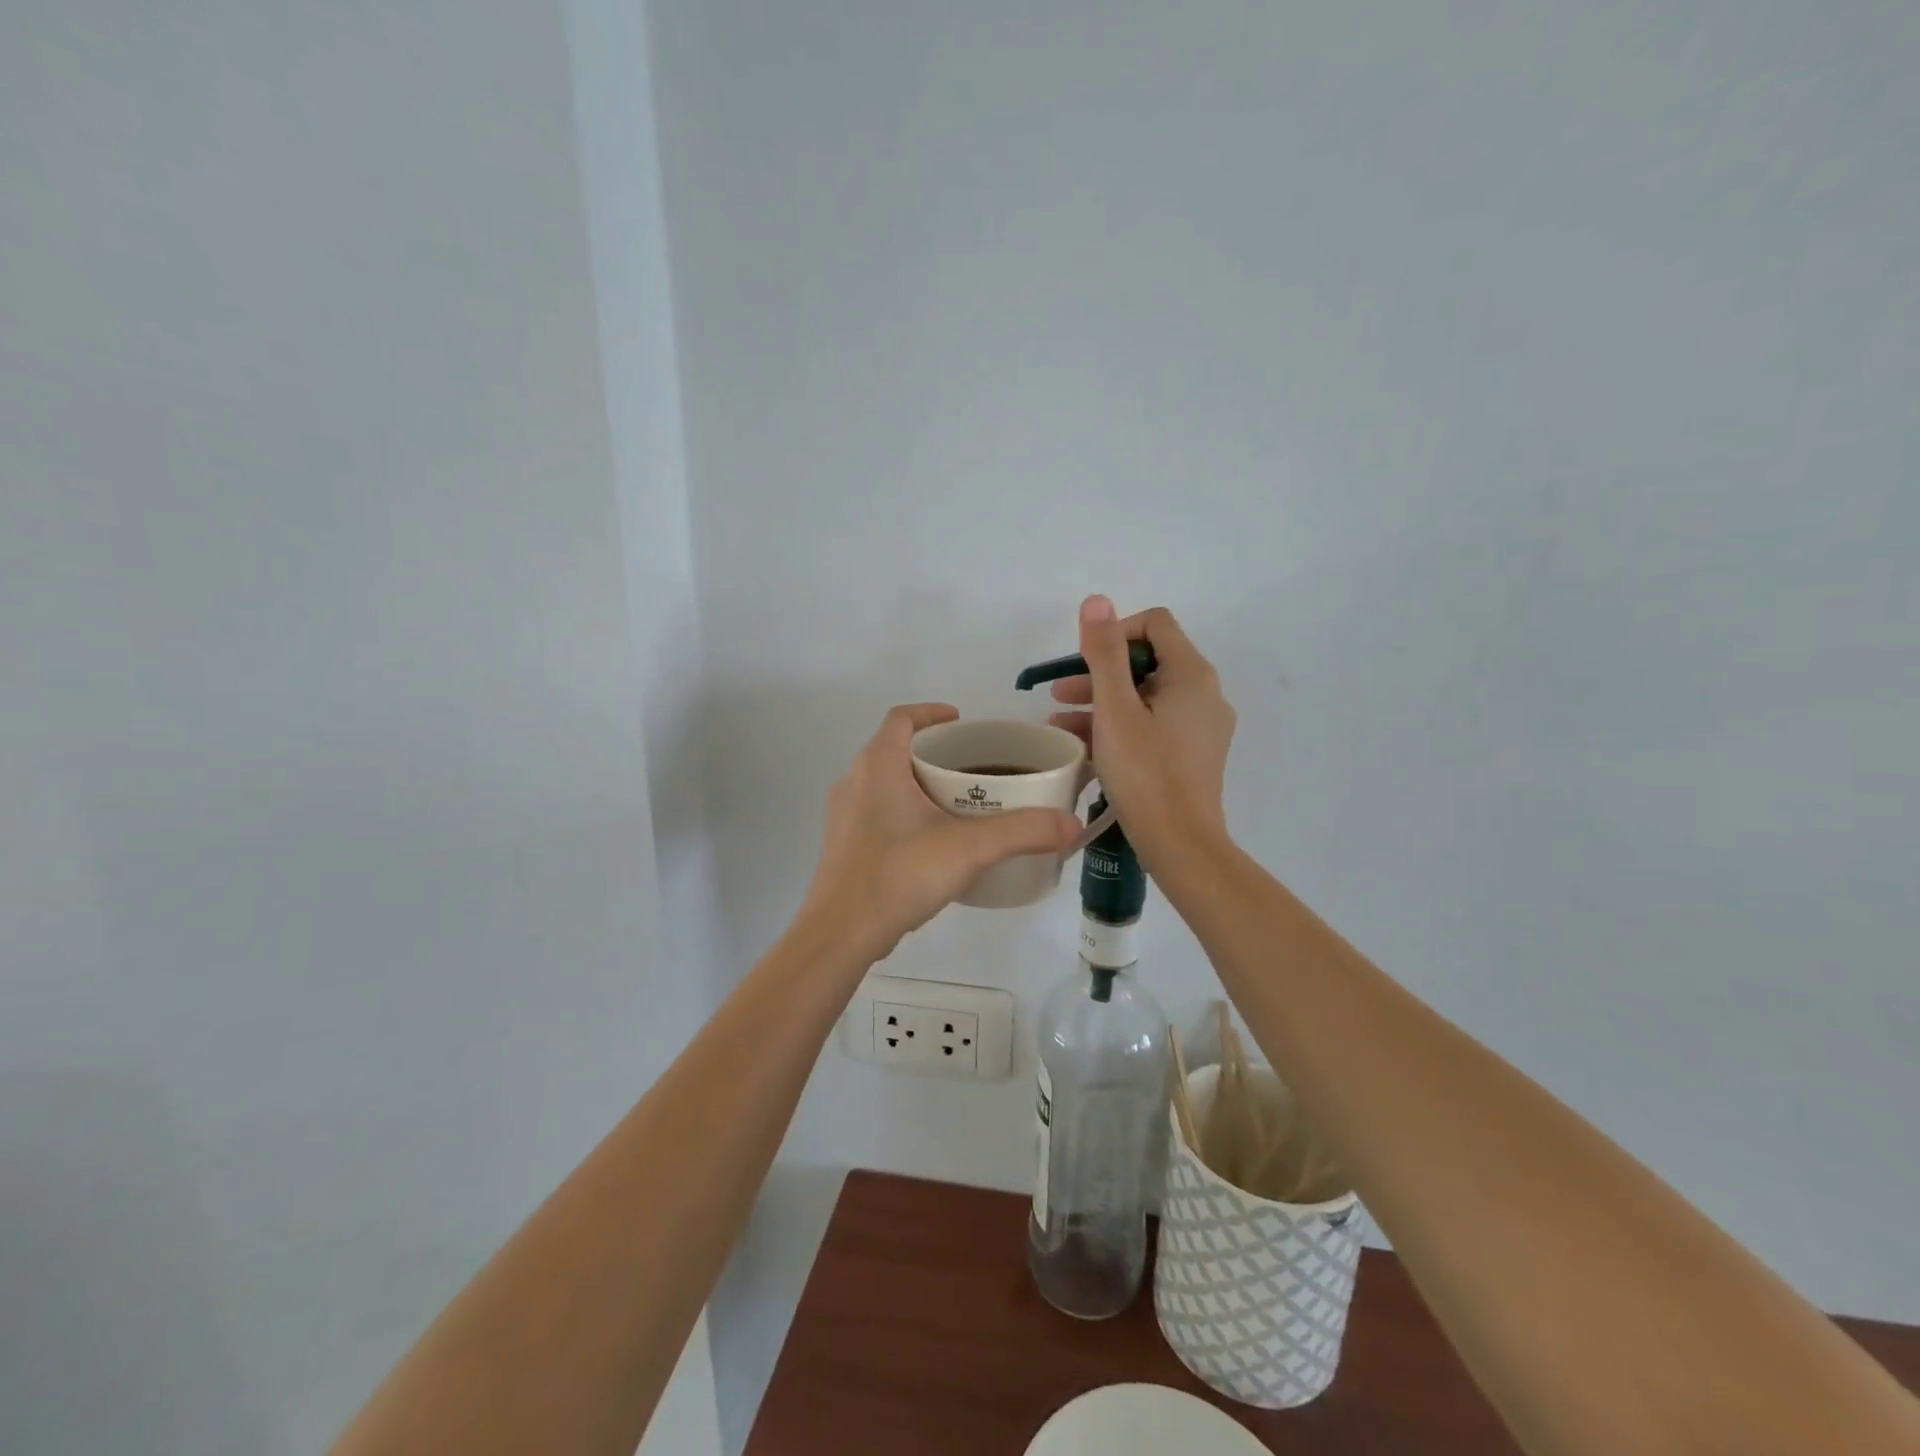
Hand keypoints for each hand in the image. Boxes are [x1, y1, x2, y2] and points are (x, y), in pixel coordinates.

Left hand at [801, 704, 1081, 962]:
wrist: (840, 934)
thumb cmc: (899, 875)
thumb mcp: (969, 849)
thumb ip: (1023, 832)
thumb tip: (1071, 824)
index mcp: (878, 766)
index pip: (901, 718)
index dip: (931, 713)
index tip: (961, 722)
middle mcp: (854, 781)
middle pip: (894, 748)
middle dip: (932, 751)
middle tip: (971, 766)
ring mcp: (843, 815)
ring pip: (884, 781)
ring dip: (917, 782)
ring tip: (956, 802)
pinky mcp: (843, 845)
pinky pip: (876, 811)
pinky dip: (903, 810)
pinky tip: (930, 840)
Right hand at [1048, 596, 1236, 867]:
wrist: (1181, 845)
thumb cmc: (1145, 773)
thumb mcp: (1115, 710)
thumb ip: (1104, 653)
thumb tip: (1097, 600)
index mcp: (1192, 675)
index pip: (1154, 624)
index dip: (1114, 633)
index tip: (1082, 663)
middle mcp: (1205, 694)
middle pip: (1148, 662)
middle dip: (1100, 673)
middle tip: (1059, 693)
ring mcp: (1202, 726)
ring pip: (1147, 696)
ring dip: (1103, 702)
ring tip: (1062, 723)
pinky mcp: (1194, 753)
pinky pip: (1154, 724)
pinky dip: (1121, 726)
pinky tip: (1086, 746)